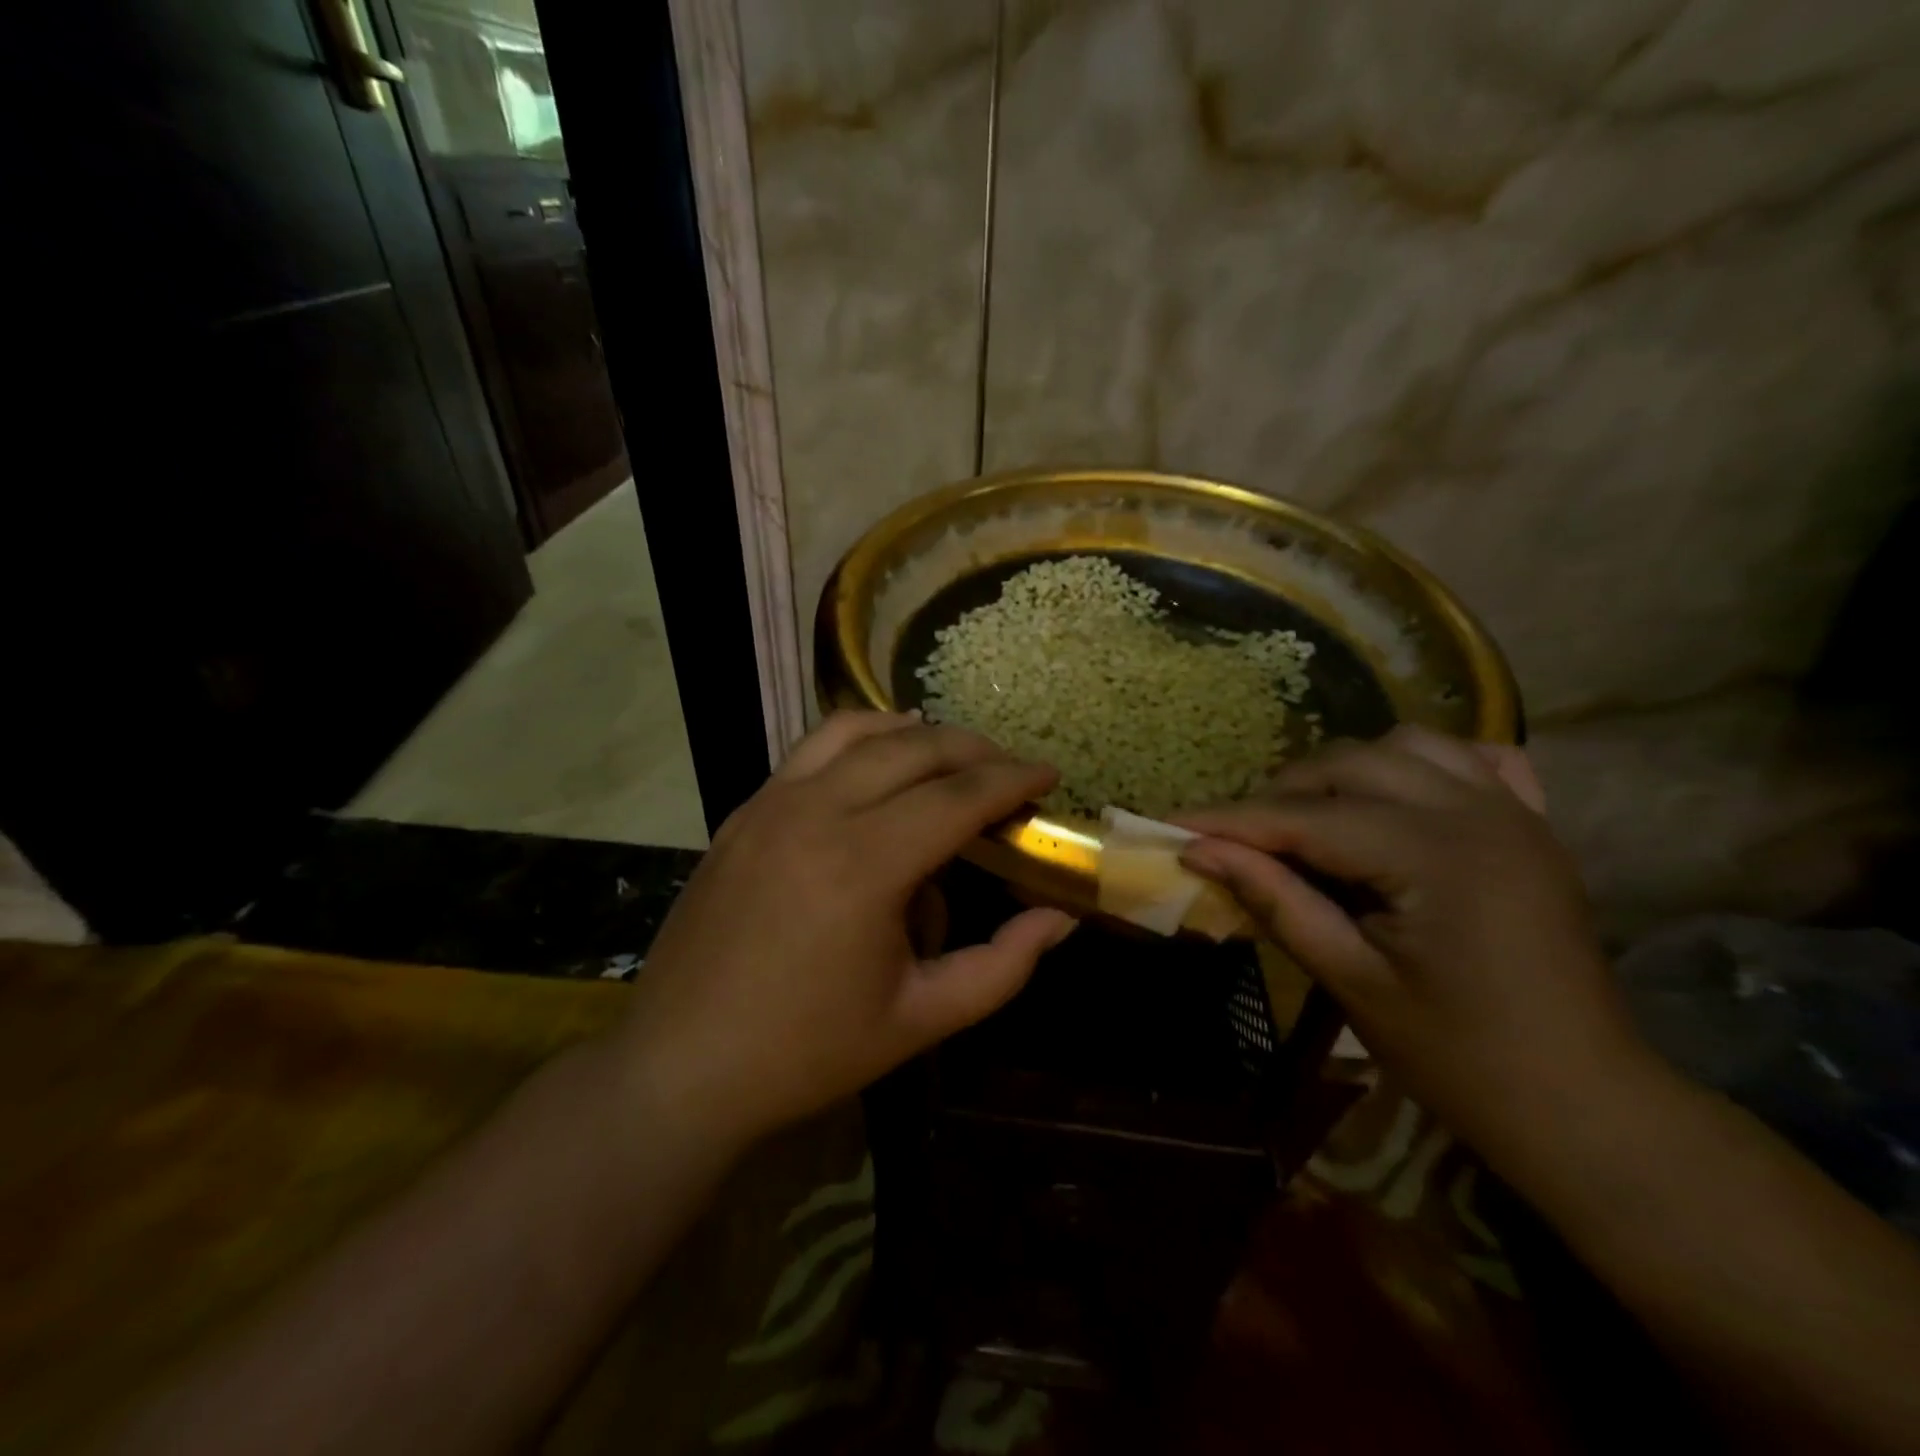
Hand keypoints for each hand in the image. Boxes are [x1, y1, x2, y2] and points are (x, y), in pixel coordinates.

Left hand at [621, 712, 1074, 1144]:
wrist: (682, 1064)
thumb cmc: (807, 1050)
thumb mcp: (921, 1018)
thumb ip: (1002, 965)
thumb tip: (1059, 918)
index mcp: (864, 865)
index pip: (958, 797)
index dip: (1012, 780)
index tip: (1049, 774)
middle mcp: (816, 812)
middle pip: (913, 749)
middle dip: (973, 750)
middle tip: (1008, 770)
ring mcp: (770, 804)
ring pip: (856, 731)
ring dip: (914, 733)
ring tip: (949, 756)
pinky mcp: (743, 812)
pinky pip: (811, 751)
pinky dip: (858, 742)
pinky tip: (876, 768)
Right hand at [1176, 726, 1646, 1159]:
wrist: (1585, 1106)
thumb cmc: (1462, 1058)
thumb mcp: (1352, 980)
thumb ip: (1275, 900)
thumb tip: (1199, 851)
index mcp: (1435, 855)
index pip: (1306, 817)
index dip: (1230, 820)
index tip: (1170, 824)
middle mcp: (1476, 812)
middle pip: (1350, 765)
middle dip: (1281, 794)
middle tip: (1235, 839)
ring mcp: (1512, 812)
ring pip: (1405, 746)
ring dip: (1344, 772)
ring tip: (1309, 818)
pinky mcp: (1530, 826)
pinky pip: (1470, 761)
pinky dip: (1419, 766)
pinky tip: (1396, 799)